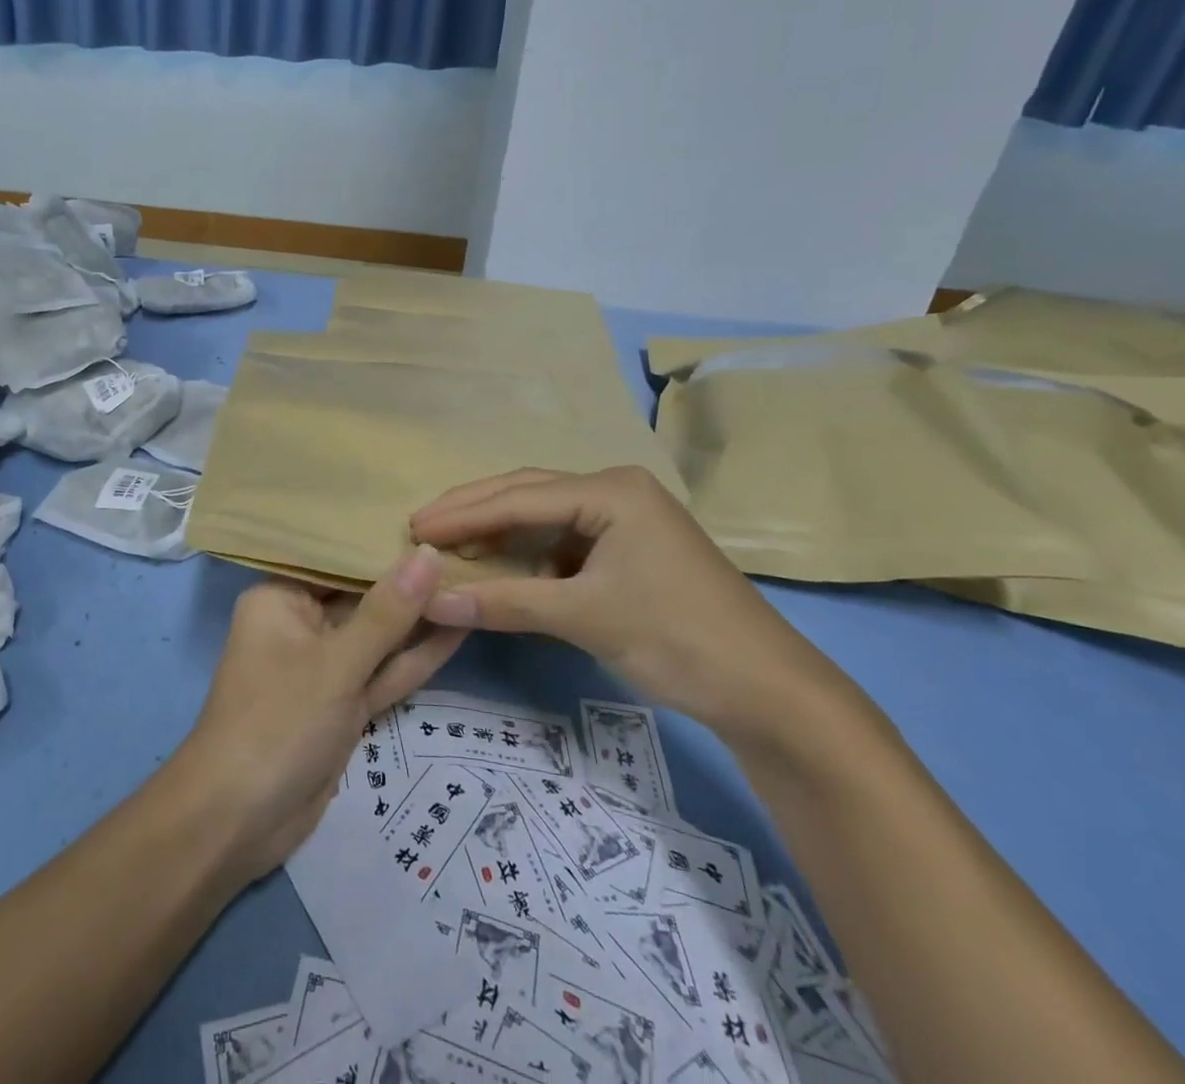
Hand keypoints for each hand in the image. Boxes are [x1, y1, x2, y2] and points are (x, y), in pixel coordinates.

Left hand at [172, 548, 466, 881]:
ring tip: (474, 581)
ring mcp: (326, 668)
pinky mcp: (344, 705)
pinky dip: (415, 658)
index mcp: (282, 598)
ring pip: (379, 637)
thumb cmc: (277, 722)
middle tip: (468, 547)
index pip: (338, 558)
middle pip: (362, 596)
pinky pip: (383, 672)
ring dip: (421, 619)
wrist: (238, 823)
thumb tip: (428, 553)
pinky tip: (459, 628)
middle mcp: (302, 624)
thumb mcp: (336, 663)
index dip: (384, 540)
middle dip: (410, 580)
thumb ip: (387, 612)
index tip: (435, 518)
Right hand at [410, 467, 852, 740]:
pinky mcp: (629, 550)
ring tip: (450, 545)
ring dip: (498, 532)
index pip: (520, 496)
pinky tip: (501, 567)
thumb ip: (504, 602)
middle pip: (529, 493)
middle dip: (474, 511)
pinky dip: (527, 554)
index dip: (463, 513)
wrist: (770, 694)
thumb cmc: (676, 639)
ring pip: (544, 517)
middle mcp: (616, 491)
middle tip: (421, 527)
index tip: (413, 527)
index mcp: (611, 490)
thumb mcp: (583, 616)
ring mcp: (626, 520)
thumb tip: (429, 599)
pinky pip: (563, 542)